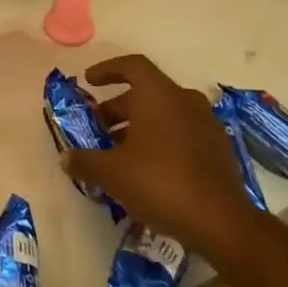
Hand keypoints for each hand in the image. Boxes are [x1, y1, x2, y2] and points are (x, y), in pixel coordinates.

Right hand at [63, 54, 261, 258]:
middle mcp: (185, 100)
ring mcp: (206, 124)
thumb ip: (85, 161)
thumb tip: (67, 158)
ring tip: (117, 152)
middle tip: (97, 127)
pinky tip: (146, 169)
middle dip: (118, 107)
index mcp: (159, 95)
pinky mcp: (217, 149)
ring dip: (138, 126)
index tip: (88, 81)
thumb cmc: (159, 182)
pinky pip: (181, 133)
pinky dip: (160, 141)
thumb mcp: (112, 173)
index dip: (107, 69)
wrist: (220, 221)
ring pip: (165, 114)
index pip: (132, 66)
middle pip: (146, 92)